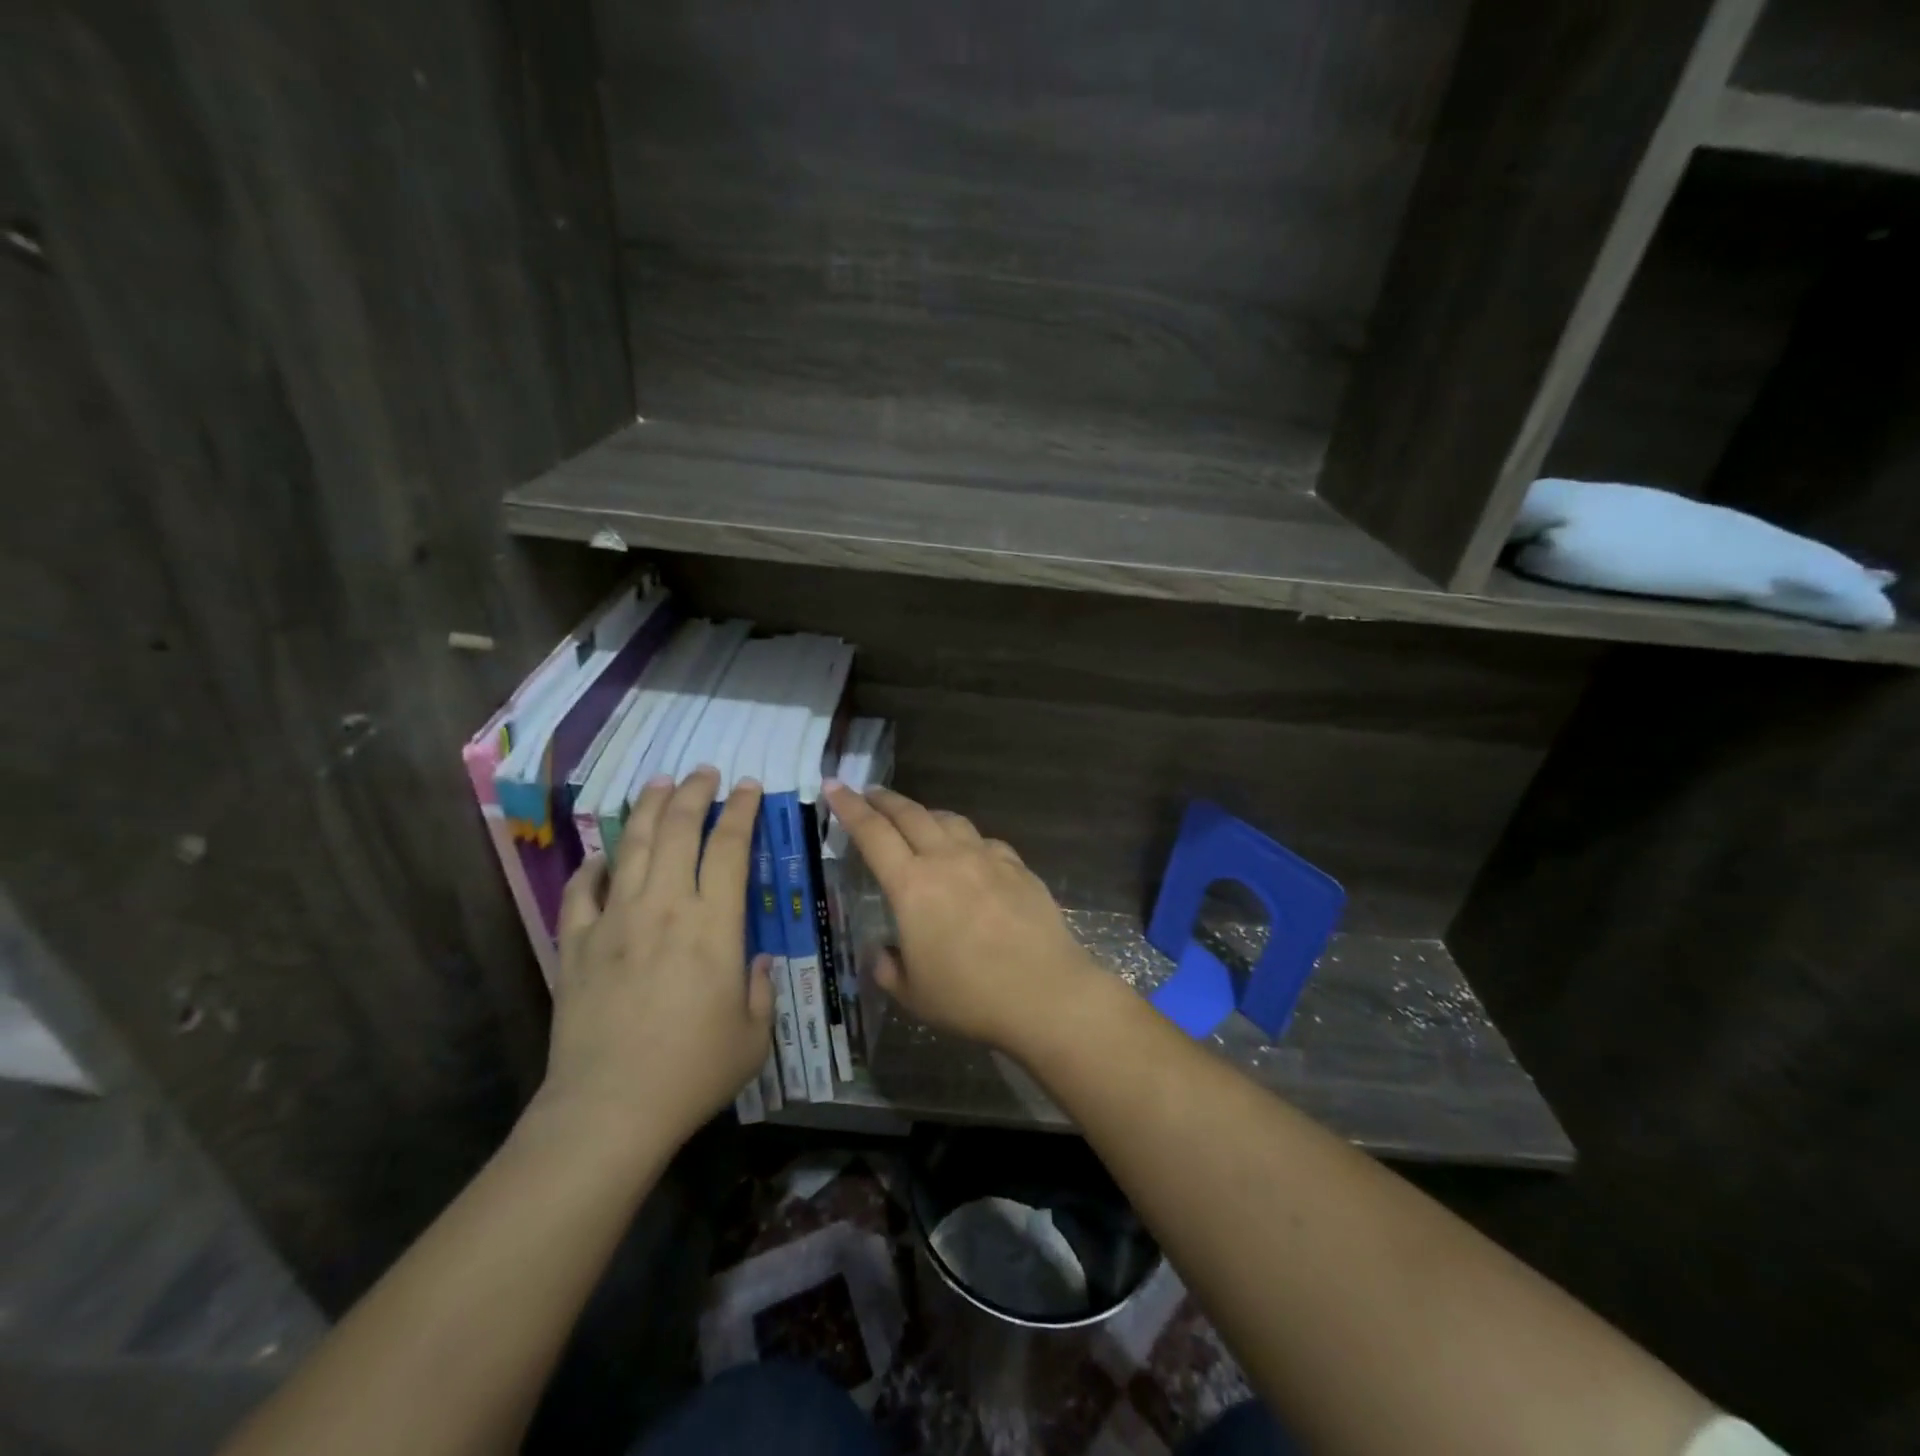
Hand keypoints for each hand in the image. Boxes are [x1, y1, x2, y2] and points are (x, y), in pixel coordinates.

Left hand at [542, 768, 772, 1145]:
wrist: (610, 1108)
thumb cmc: (693, 1071)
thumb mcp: (753, 1035)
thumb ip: (759, 990)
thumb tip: (755, 963)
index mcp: (713, 924)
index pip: (729, 847)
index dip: (741, 810)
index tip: (748, 787)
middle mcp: (664, 908)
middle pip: (678, 831)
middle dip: (695, 793)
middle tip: (705, 772)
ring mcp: (615, 922)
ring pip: (633, 847)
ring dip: (649, 810)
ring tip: (660, 784)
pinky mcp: (577, 945)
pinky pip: (582, 892)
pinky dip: (593, 868)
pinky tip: (602, 859)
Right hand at [822, 783, 1097, 1052]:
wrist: (1045, 993)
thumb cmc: (971, 997)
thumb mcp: (914, 994)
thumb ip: (888, 968)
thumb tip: (881, 953)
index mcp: (912, 885)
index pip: (872, 833)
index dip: (849, 807)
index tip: (834, 786)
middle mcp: (947, 860)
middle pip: (910, 814)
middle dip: (884, 800)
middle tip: (869, 793)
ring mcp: (986, 859)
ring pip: (949, 820)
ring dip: (926, 814)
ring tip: (917, 819)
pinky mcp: (1017, 867)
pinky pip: (984, 841)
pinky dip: (966, 839)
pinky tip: (969, 853)